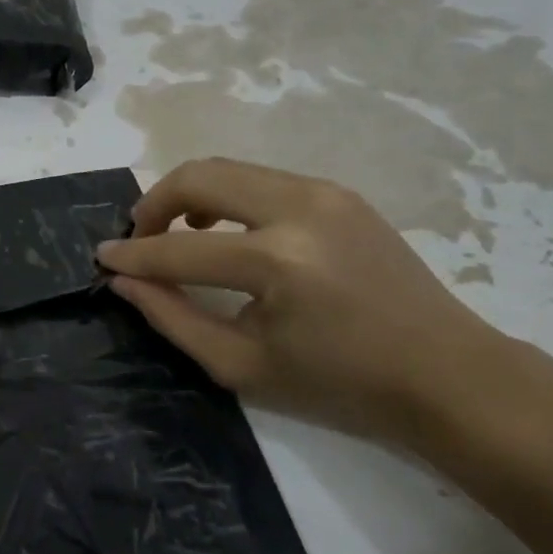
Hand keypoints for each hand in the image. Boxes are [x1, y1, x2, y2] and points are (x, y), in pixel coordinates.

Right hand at [97, 157, 518, 444]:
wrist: (449, 375)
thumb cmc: (343, 385)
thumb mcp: (243, 366)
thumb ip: (174, 318)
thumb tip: (125, 281)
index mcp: (279, 262)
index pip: (180, 249)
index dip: (133, 255)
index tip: (103, 258)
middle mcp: (299, 208)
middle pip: (199, 176)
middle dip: (154, 203)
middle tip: (139, 238)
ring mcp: (324, 192)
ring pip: (228, 168)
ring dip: (189, 195)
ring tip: (178, 234)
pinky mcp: (338, 192)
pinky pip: (260, 179)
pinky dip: (227, 196)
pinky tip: (226, 232)